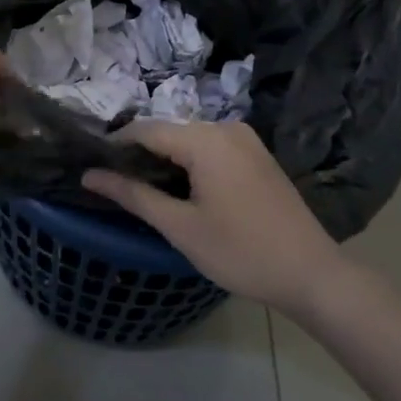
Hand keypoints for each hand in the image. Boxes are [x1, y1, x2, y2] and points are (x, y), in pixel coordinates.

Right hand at [83, 121, 341, 312]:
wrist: (312, 273)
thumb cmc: (241, 252)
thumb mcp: (180, 227)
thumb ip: (133, 195)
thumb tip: (89, 175)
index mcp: (205, 140)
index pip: (144, 130)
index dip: (114, 146)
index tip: (92, 166)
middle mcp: (225, 128)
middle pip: (167, 131)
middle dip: (138, 153)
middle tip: (113, 182)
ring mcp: (245, 139)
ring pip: (189, 140)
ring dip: (164, 159)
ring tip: (140, 187)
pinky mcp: (257, 154)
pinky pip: (211, 147)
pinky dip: (189, 162)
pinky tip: (179, 187)